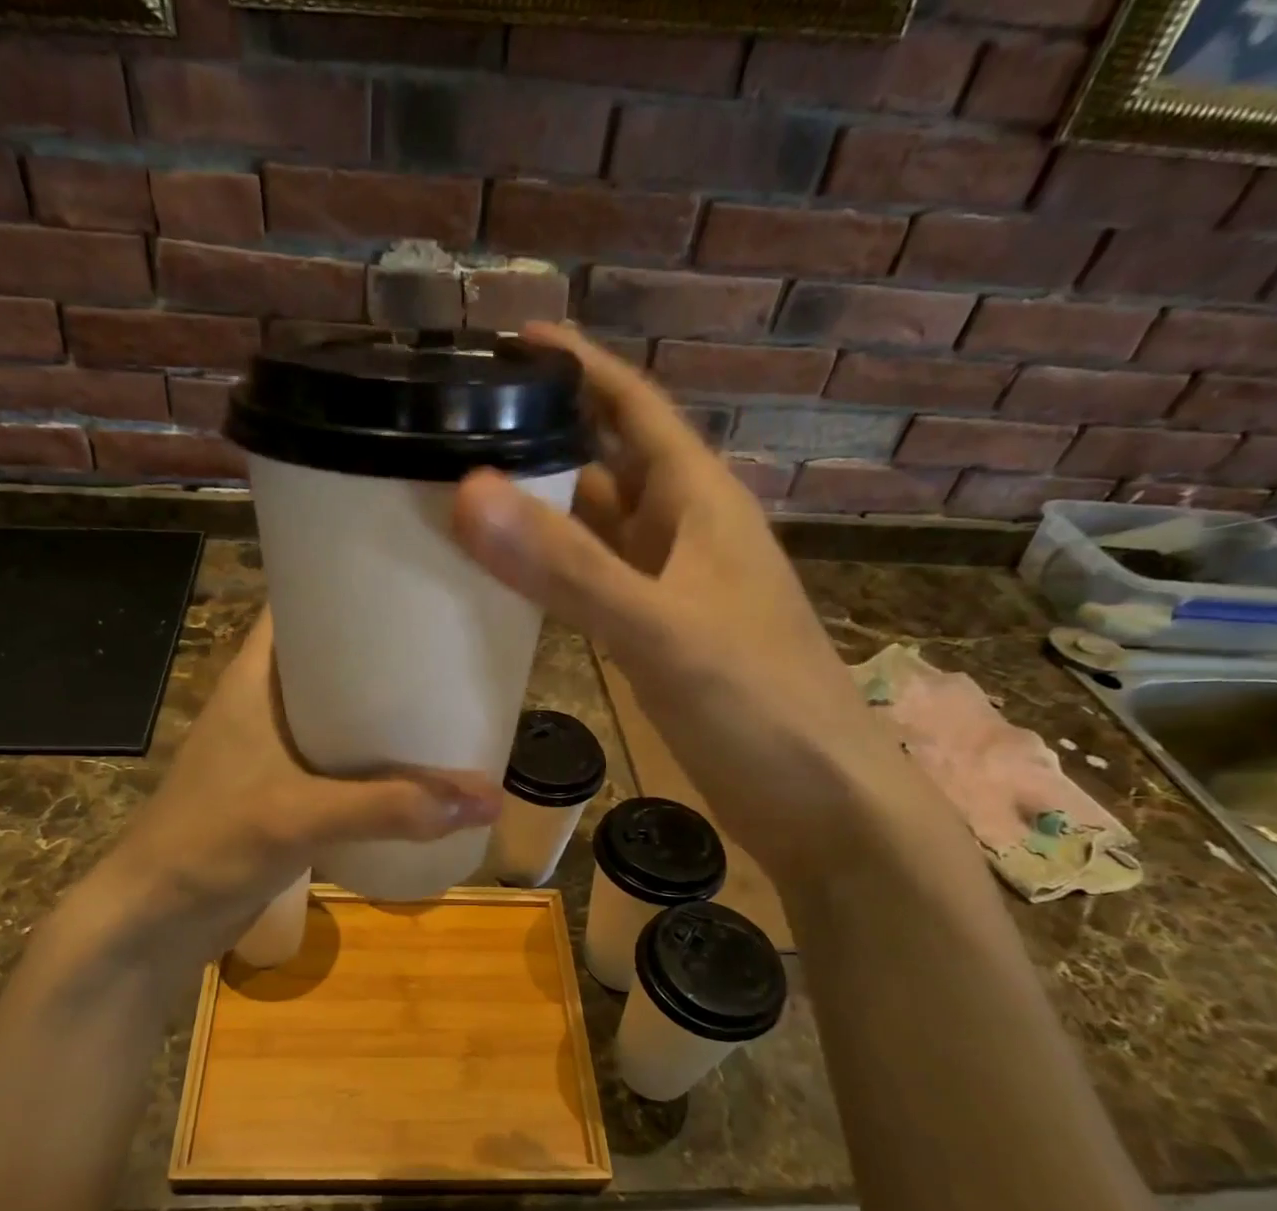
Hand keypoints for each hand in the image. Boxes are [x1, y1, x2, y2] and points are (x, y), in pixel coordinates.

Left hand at [36, 611, 502, 983]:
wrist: (157, 919)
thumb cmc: (210, 843)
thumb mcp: (299, 815)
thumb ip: (391, 807)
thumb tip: (487, 799)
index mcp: (256, 677)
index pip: (301, 602)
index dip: (351, 582)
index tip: (415, 575)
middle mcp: (268, 702)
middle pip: (334, 655)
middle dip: (388, 648)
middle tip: (453, 637)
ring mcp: (277, 748)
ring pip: (342, 710)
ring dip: (387, 707)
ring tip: (452, 693)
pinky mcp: (288, 790)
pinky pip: (344, 758)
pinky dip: (378, 756)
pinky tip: (421, 763)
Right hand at [450, 322, 906, 876]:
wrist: (821, 805)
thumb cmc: (759, 707)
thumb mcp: (663, 631)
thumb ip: (570, 569)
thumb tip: (470, 491)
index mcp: (699, 504)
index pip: (634, 407)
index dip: (578, 366)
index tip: (506, 339)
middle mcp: (685, 534)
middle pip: (606, 462)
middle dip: (541, 437)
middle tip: (455, 429)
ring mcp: (672, 590)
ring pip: (597, 529)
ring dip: (541, 510)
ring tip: (461, 497)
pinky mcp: (659, 639)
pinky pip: (596, 586)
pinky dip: (553, 574)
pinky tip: (507, 583)